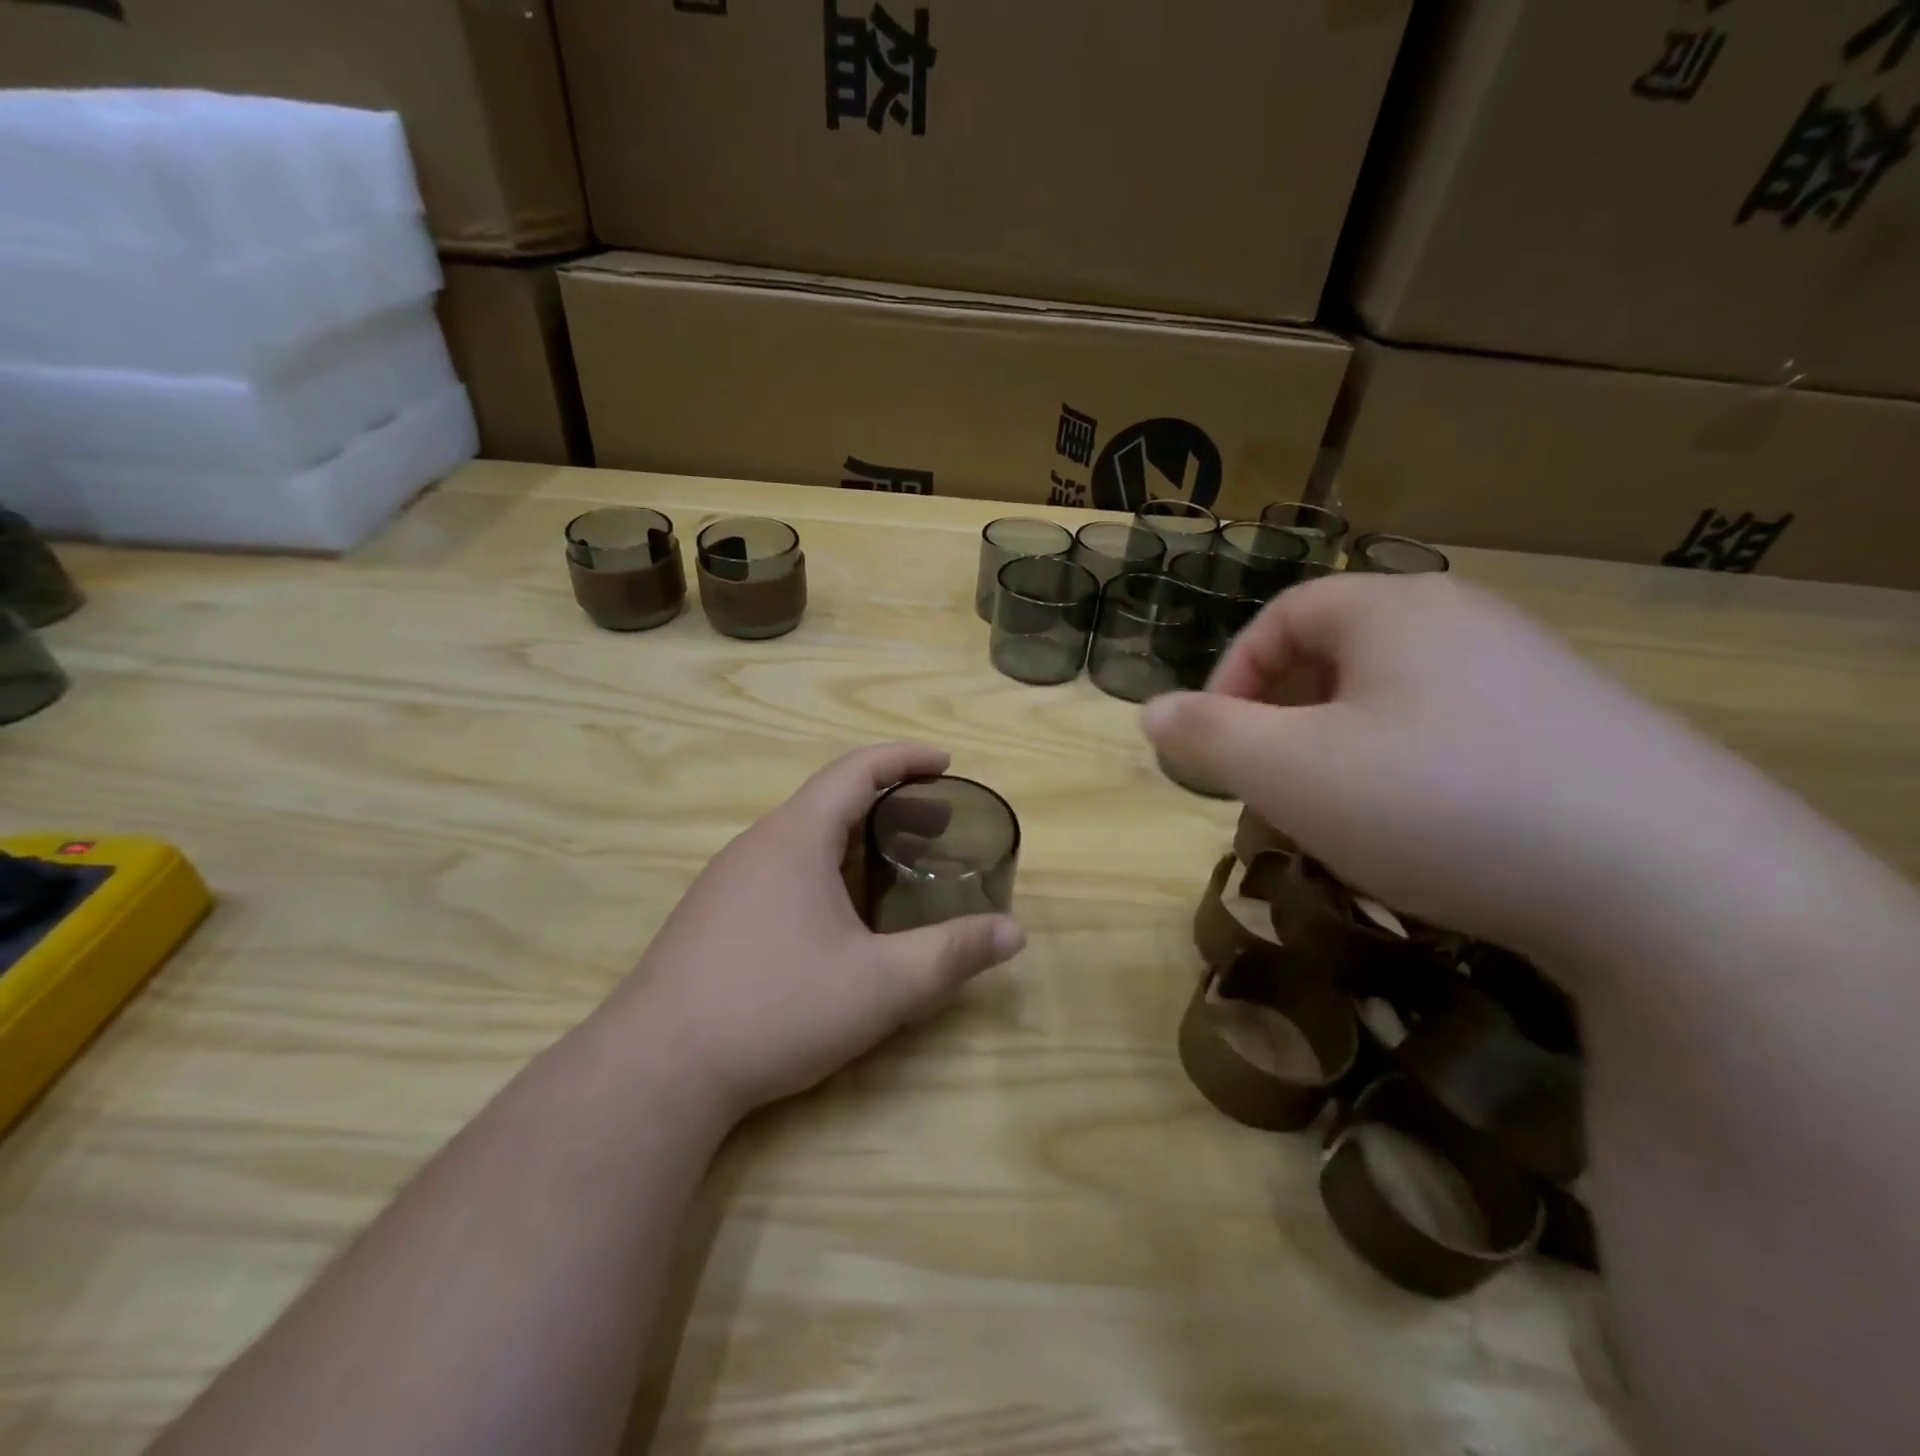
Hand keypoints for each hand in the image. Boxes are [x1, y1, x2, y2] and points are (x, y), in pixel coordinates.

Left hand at [609, 743, 1024, 1121]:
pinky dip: (821, 865)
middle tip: (935, 824)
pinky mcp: (711, 915)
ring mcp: (727, 880)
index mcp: (796, 837)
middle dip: (888, 801)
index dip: (905, 759)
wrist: (655, 1070)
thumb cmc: (775, 1009)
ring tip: (892, 865)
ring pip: (800, 836)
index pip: (856, 770)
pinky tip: (834, 914)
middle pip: (829, 799)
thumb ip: (950, 955)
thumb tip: (1013, 934)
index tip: (945, 763)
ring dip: (851, 836)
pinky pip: (778, 867)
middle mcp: (757, 844)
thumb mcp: (879, 985)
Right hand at [1142, 575, 1740, 958]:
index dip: (1231, 677)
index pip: (1281, 618)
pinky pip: (1453, 738)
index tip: (1214, 744)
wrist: (1671, 886)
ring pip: (1391, 704)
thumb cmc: (1437, 802)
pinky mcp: (1576, 735)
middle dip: (1282, 724)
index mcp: (1391, 610)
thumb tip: (1150, 711)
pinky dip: (1406, 777)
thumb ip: (1207, 735)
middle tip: (1267, 790)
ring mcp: (1529, 677)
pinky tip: (1419, 836)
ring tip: (1333, 822)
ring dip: (1339, 756)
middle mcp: (1463, 623)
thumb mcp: (1290, 771)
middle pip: (1335, 659)